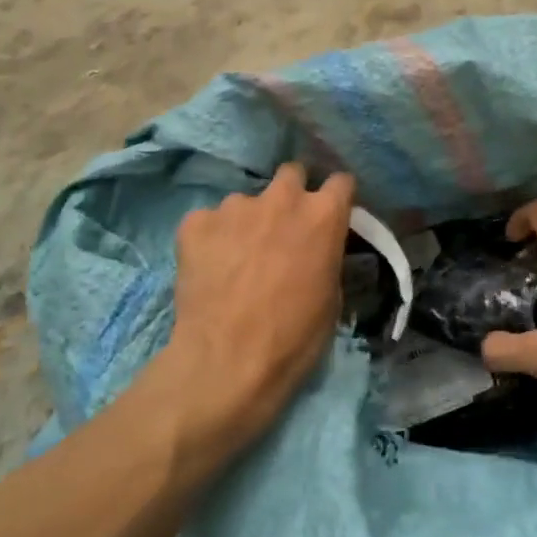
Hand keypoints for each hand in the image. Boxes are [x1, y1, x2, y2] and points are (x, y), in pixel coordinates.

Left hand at [159, 163, 355, 450]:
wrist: (227, 362)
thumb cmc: (294, 338)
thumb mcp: (331, 297)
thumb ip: (326, 255)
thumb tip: (317, 248)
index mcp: (323, 215)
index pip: (340, 181)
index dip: (336, 197)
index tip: (331, 213)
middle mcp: (282, 198)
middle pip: (291, 173)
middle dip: (291, 193)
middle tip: (283, 227)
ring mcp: (235, 206)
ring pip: (245, 201)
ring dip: (247, 221)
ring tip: (235, 258)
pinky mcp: (196, 222)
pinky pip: (208, 221)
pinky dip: (210, 238)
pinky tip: (207, 267)